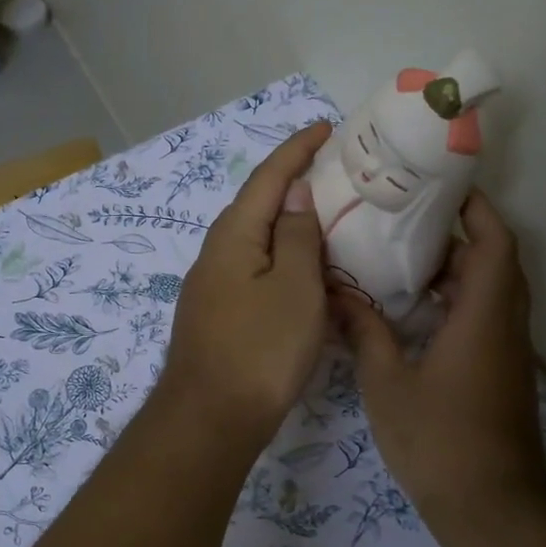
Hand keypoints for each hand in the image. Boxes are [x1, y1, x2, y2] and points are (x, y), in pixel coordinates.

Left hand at [158, 121, 332, 443]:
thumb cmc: (261, 349)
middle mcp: (216, 252)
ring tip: (326, 216)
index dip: (297, 149)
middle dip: (293, 182)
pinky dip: (282, 258)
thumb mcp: (295, 287)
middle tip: (334, 171)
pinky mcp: (218, 314)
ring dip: (289, 224)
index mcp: (234, 235)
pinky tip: (302, 270)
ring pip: (257, 240)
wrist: (211, 418)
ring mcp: (213, 285)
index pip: (268, 177)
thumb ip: (298, 236)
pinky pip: (255, 269)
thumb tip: (296, 194)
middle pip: (258, 205)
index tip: (326, 127)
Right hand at [333, 190, 545, 530]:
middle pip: (496, 262)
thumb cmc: (438, 440)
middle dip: (459, 236)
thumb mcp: (388, 383)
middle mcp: (505, 326)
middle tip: (407, 223)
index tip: (444, 188)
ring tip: (404, 260)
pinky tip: (415, 312)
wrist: (490, 507)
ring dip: (458, 271)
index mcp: (483, 317)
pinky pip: (486, 318)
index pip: (495, 243)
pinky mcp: (502, 374)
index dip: (477, 209)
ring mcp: (508, 352)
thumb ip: (366, 333)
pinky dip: (458, 302)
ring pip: (492, 292)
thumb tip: (338, 294)